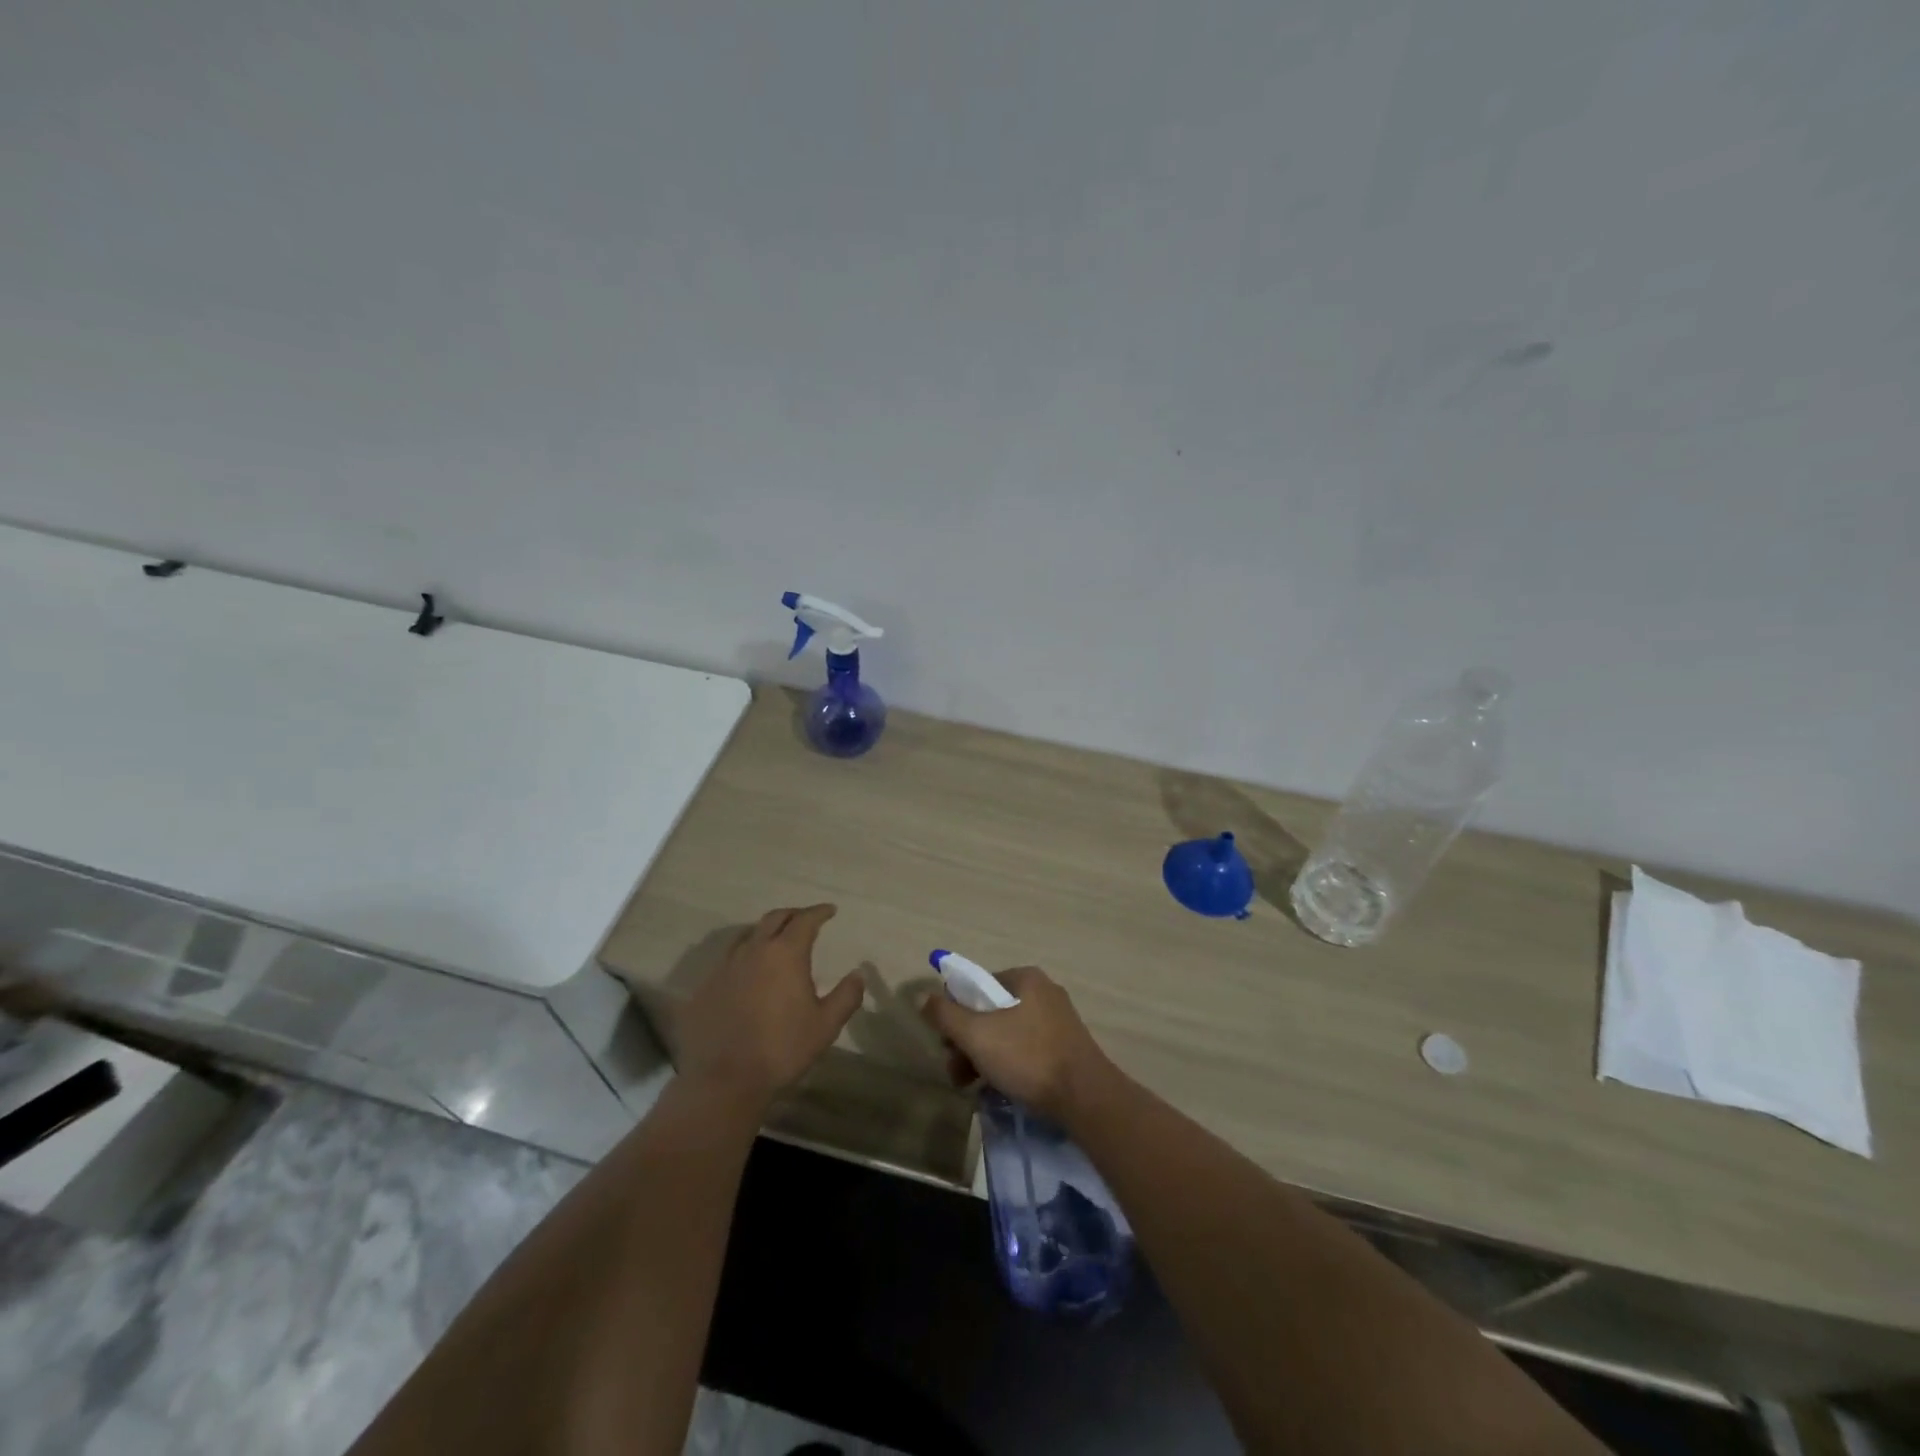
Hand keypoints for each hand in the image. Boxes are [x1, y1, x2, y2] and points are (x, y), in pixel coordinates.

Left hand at [676, 905, 864, 1105]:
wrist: (725, 1080)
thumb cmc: (782, 1049)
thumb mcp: (825, 1026)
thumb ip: (846, 996)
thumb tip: (858, 974)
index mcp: (785, 954)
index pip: (805, 920)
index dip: (819, 912)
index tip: (830, 910)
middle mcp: (754, 950)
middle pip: (774, 919)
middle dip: (793, 915)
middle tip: (805, 919)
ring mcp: (725, 966)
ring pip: (748, 935)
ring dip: (765, 931)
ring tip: (775, 940)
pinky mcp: (706, 985)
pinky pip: (728, 958)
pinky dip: (744, 954)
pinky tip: (748, 970)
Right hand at [921, 966, 1118, 1124]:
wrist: (1086, 1098)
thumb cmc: (1028, 1057)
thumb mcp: (977, 1034)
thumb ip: (946, 1014)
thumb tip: (924, 997)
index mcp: (1025, 978)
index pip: (976, 986)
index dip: (955, 1014)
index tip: (947, 1045)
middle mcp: (1043, 992)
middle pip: (990, 1012)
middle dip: (967, 1043)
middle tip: (957, 1073)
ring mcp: (1057, 1021)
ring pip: (1006, 1034)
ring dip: (983, 1058)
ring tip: (972, 1088)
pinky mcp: (1065, 1048)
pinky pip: (1025, 1050)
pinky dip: (1008, 1066)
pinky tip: (998, 1090)